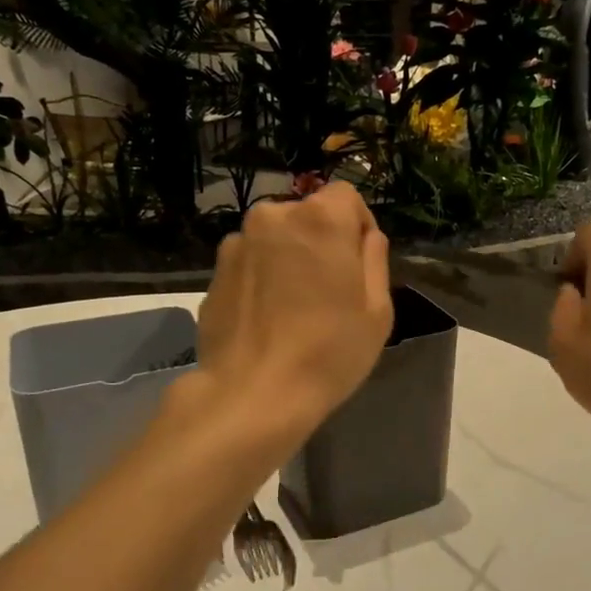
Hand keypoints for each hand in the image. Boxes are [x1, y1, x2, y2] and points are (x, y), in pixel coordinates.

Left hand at [194, 181, 393, 434]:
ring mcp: (237, 244)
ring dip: (287, 258)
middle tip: (328, 290)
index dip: (357, 226)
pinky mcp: (213, 273)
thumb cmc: (329, 351)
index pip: (347, 196)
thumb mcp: (377, 310)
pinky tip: (266, 320)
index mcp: (320, 218)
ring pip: (275, 239)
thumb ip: (374, 259)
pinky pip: (249, 264)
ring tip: (293, 308)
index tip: (358, 265)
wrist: (252, 394)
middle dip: (320, 241)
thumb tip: (366, 237)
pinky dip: (261, 279)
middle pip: (307, 216)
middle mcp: (273, 216)